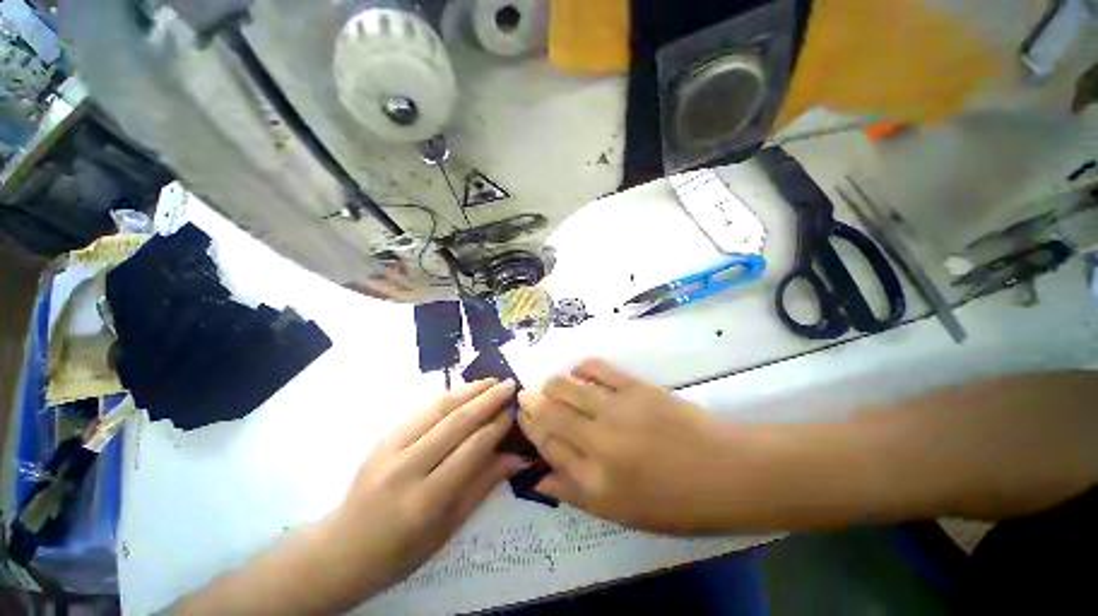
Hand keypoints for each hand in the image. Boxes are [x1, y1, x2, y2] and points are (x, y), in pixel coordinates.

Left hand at [331, 379, 525, 590]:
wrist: (342, 548)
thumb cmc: (401, 550)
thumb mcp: (448, 529)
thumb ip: (483, 486)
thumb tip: (517, 457)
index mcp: (425, 501)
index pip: (471, 450)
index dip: (497, 426)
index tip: (515, 410)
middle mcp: (406, 469)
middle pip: (456, 423)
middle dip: (488, 400)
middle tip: (509, 385)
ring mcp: (389, 449)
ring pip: (437, 409)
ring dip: (468, 391)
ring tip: (491, 381)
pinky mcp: (382, 438)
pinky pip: (420, 410)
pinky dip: (446, 397)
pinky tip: (462, 391)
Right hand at [518, 359, 741, 533]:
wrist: (726, 471)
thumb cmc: (675, 501)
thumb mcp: (621, 512)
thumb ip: (575, 493)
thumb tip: (538, 476)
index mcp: (595, 482)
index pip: (548, 447)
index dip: (531, 429)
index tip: (524, 417)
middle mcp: (599, 443)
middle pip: (551, 414)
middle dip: (532, 402)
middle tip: (526, 395)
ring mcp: (617, 410)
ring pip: (567, 388)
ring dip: (551, 384)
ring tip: (547, 384)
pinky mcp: (636, 387)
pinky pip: (598, 369)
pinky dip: (582, 367)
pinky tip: (578, 370)